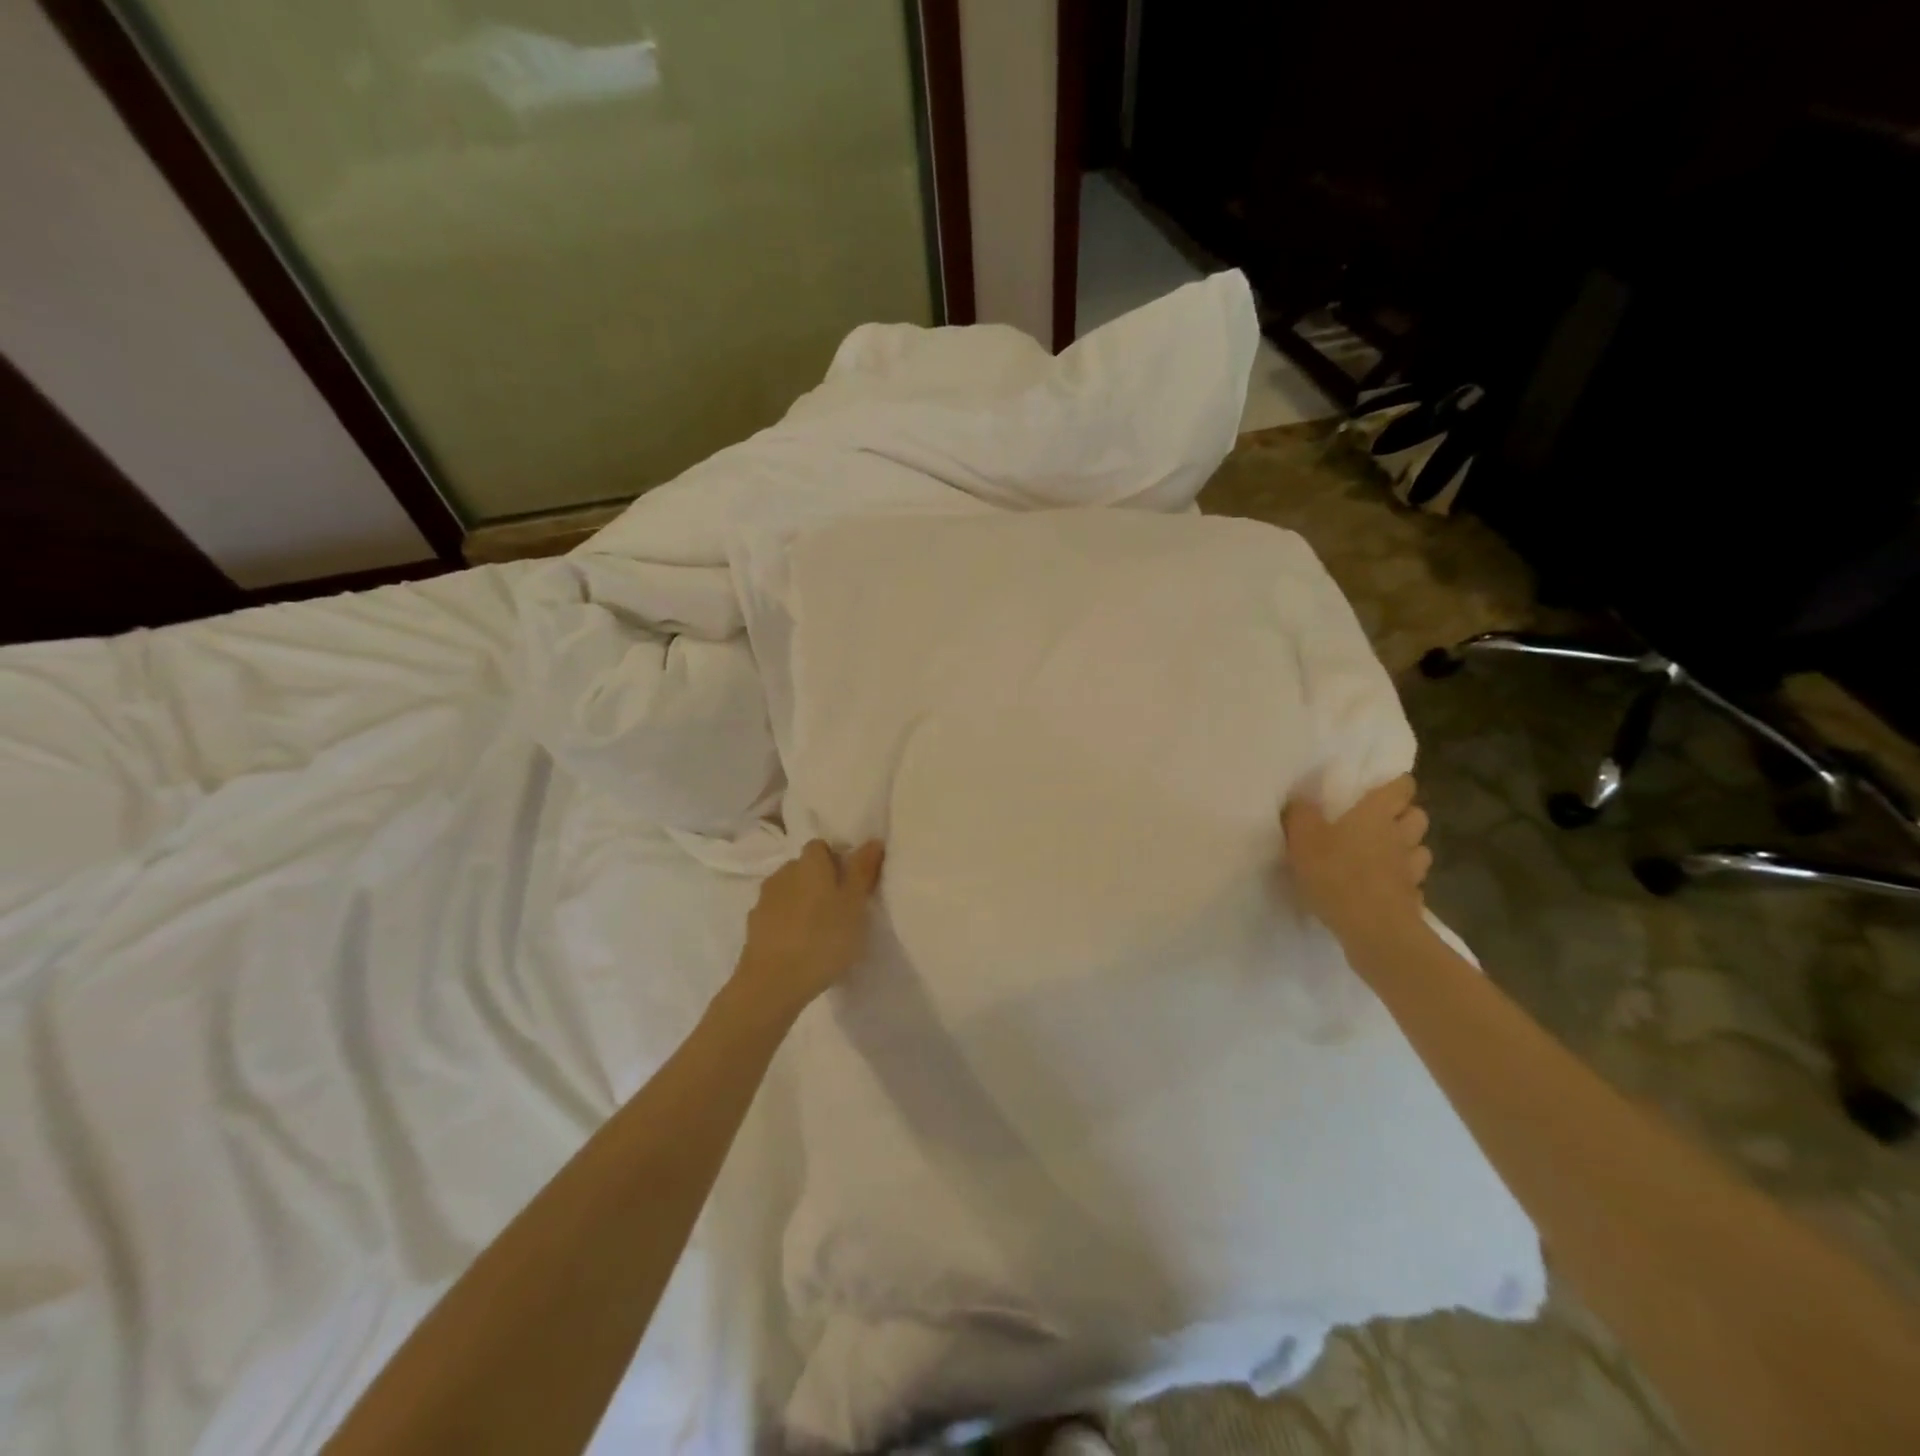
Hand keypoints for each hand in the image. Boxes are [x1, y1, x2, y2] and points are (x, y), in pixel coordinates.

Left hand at [733, 839, 884, 1020]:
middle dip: (819, 881)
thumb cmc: (823, 939)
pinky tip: (799, 946)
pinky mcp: (753, 927)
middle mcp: (783, 873)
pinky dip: (788, 923)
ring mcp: (764, 900)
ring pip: (788, 892)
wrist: (771, 983)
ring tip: (820, 930)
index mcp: (809, 863)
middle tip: (840, 908)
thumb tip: (872, 840)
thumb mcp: (855, 905)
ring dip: (802, 903)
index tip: (851, 884)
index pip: (821, 847)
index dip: (837, 860)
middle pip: (804, 868)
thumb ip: (862, 870)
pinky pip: (776, 915)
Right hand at [1281, 775, 1431, 954]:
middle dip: (1405, 815)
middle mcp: (1400, 836)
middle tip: (1382, 821)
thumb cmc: (1336, 874)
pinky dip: (1403, 883)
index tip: (1383, 786)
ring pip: (1420, 849)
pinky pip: (1413, 883)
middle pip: (1417, 815)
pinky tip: (1386, 889)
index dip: (1396, 784)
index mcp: (1376, 815)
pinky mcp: (1413, 899)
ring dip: (1408, 848)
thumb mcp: (1302, 839)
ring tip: (1386, 855)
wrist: (1372, 929)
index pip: (1401, 787)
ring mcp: (1411, 869)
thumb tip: (1300, 800)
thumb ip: (1300, 814)